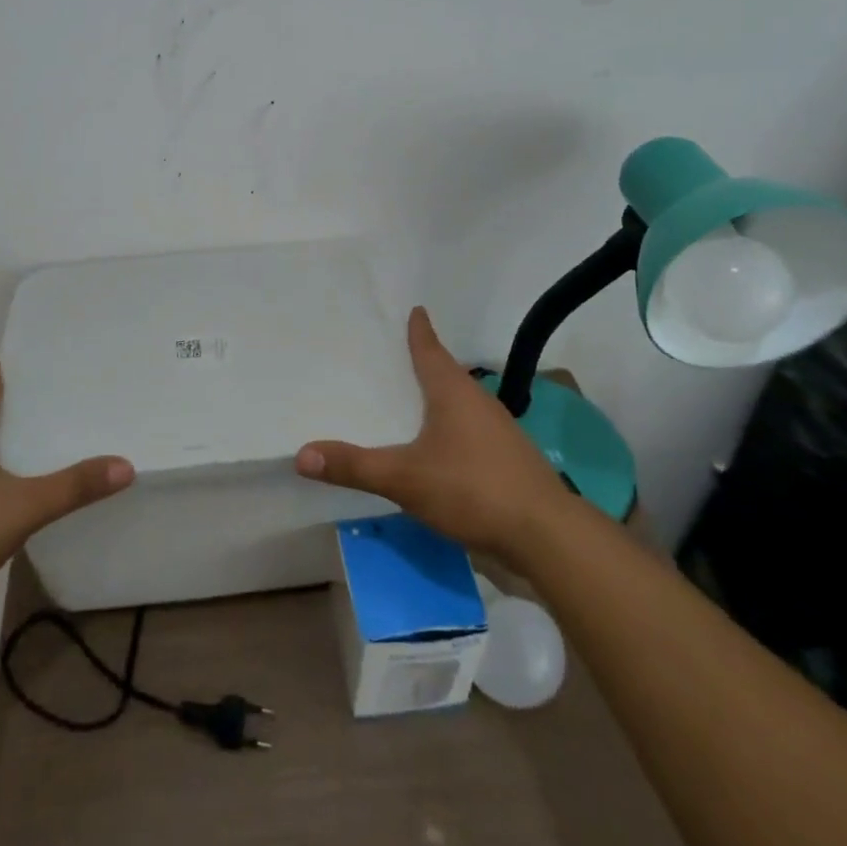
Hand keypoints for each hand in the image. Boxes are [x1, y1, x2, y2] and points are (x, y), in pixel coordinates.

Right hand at [296, 307, 569, 559]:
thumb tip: (301, 455)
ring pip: (462, 405)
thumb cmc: (473, 489)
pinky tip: (441, 449)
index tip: (416, 309)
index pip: (431, 350)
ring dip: (440, 400)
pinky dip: (452, 430)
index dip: (420, 331)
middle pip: (448, 375)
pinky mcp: (509, 461)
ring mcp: (500, 432)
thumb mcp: (405, 478)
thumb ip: (354, 466)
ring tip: (414, 402)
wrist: (546, 536)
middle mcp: (479, 403)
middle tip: (398, 358)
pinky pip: (472, 432)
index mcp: (453, 393)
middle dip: (426, 365)